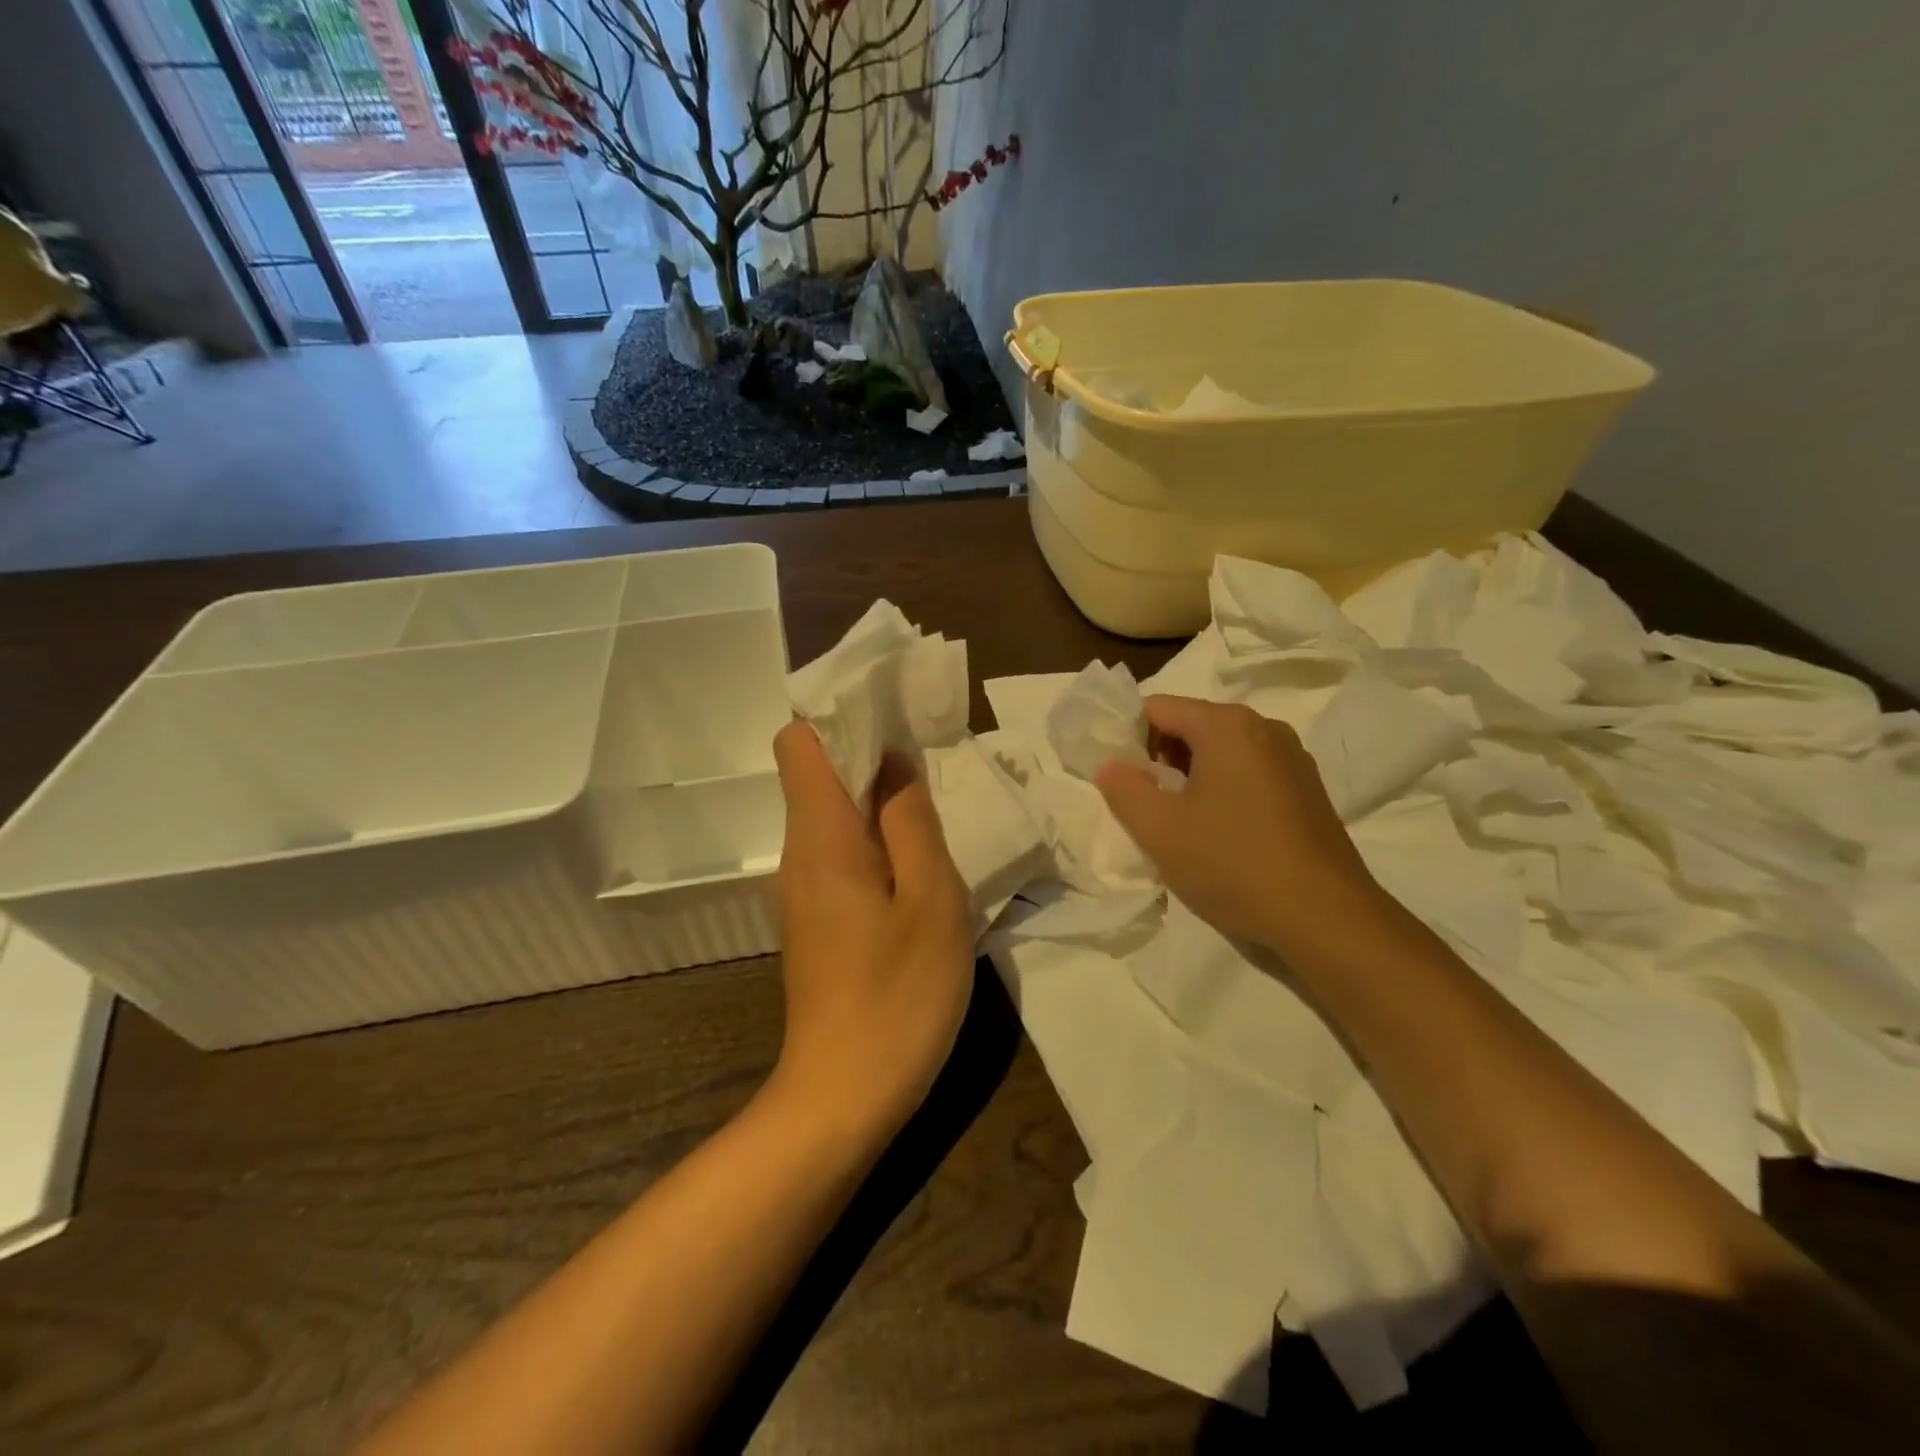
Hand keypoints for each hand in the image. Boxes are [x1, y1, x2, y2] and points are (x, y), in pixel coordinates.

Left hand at [769, 722, 973, 1141]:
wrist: (842, 1097)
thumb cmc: (897, 996)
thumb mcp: (931, 900)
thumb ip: (912, 822)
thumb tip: (896, 763)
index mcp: (821, 837)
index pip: (798, 743)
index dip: (839, 717)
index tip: (893, 717)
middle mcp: (800, 853)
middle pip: (816, 773)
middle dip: (869, 751)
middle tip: (931, 758)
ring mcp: (803, 888)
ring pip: (831, 812)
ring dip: (876, 796)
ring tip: (932, 805)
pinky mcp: (817, 917)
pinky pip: (839, 851)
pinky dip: (874, 836)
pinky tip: (917, 861)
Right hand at [1095, 695, 1387, 954]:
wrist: (1325, 918)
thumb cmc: (1233, 864)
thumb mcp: (1159, 830)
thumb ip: (1123, 788)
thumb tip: (1110, 764)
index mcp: (1227, 725)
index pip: (1157, 708)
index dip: (1127, 737)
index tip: (1117, 778)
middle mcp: (1263, 728)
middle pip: (1190, 725)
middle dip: (1159, 759)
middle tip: (1144, 805)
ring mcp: (1292, 758)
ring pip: (1221, 751)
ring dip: (1191, 777)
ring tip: (1180, 824)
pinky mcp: (1307, 789)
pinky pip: (1249, 773)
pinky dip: (1223, 790)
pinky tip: (1220, 834)